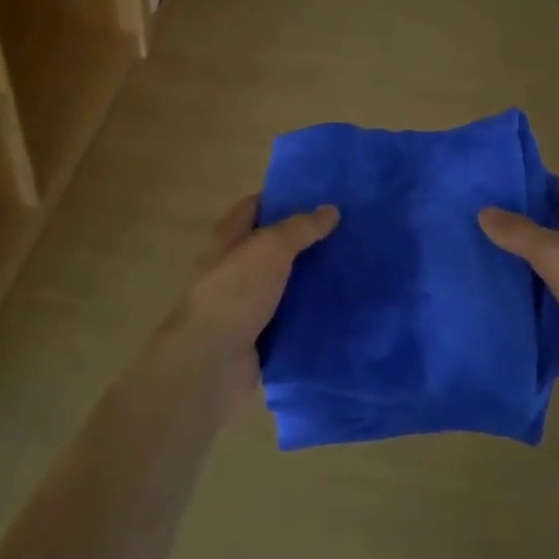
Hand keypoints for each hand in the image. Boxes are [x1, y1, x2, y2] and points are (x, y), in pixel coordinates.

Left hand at [167, 194, 337, 416]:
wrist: (212, 361)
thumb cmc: (235, 291)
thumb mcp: (271, 248)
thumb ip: (301, 228)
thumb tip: (331, 209)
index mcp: (227, 239)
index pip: (253, 207)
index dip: (280, 199)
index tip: (316, 197)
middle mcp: (232, 268)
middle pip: (269, 246)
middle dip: (301, 240)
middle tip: (341, 233)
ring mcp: (243, 303)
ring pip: (281, 282)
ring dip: (306, 278)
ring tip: (346, 268)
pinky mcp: (256, 335)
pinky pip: (286, 317)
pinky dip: (306, 313)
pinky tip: (335, 307)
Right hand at [478, 182, 558, 404]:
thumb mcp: (557, 255)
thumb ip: (519, 233)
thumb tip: (484, 211)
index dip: (533, 186)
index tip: (496, 191)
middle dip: (525, 227)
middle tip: (482, 228)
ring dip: (532, 266)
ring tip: (488, 264)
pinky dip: (541, 301)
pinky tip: (513, 305)